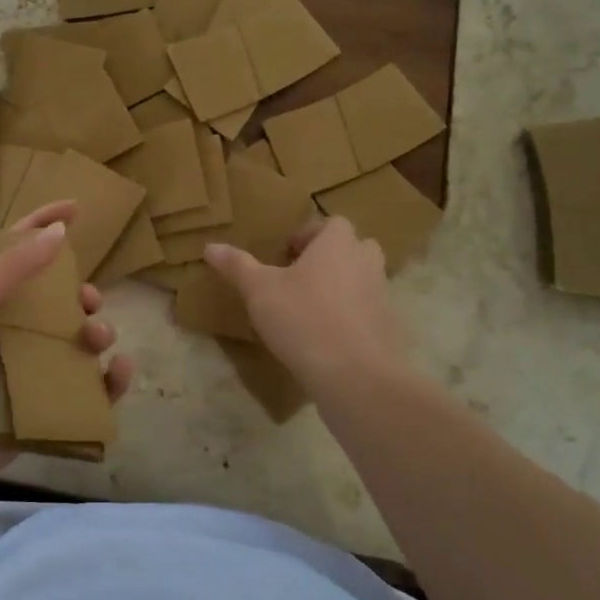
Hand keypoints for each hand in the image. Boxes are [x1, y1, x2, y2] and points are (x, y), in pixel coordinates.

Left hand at [0, 200, 134, 491]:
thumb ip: (15, 265)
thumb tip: (60, 231)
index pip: (22, 250)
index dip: (46, 225)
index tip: (75, 208)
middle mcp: (17, 328)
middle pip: (63, 299)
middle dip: (85, 293)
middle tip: (90, 301)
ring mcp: (35, 366)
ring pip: (82, 340)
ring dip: (100, 332)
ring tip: (96, 339)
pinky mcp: (50, 403)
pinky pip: (92, 387)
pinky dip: (112, 379)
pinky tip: (119, 371)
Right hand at [203, 216, 407, 395]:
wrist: (356, 375)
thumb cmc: (303, 319)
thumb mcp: (259, 291)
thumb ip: (237, 266)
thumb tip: (210, 246)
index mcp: (338, 244)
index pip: (332, 223)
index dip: (308, 235)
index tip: (285, 255)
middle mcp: (366, 263)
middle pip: (353, 248)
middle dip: (330, 258)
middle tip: (300, 278)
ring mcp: (383, 296)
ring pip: (362, 280)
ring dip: (342, 287)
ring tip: (311, 309)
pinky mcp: (389, 328)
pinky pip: (368, 312)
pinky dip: (352, 317)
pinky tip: (327, 339)